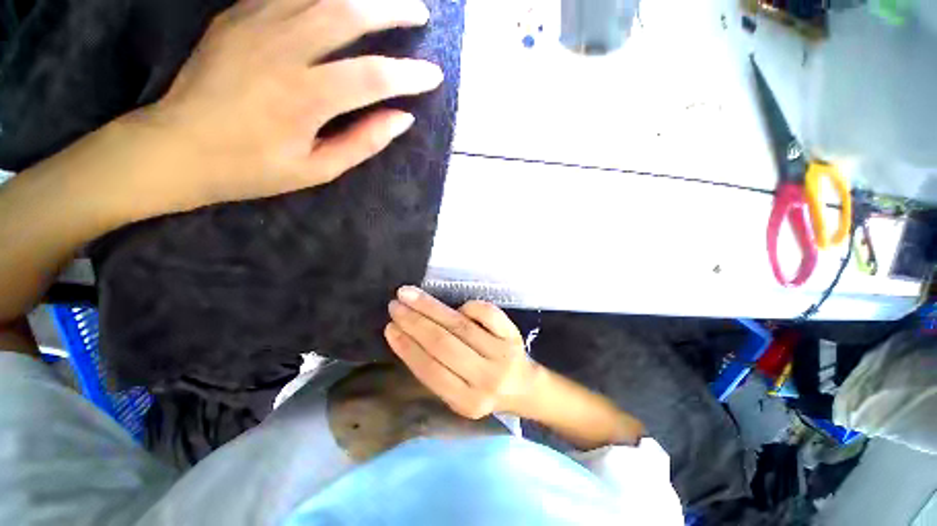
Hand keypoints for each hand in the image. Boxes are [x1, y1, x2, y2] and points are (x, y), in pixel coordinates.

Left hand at [118, 0, 442, 214]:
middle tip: (419, 14)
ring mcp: (256, 24)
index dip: (409, 75)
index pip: (374, 78)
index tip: (434, 75)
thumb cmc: (252, 168)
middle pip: (349, 12)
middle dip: (392, 9)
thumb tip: (403, 119)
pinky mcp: (238, 15)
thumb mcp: (317, 170)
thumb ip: (363, 142)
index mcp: (305, 98)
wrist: (176, 147)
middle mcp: (283, 49)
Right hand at [384, 286, 536, 419]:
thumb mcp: (458, 395)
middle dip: (415, 322)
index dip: (407, 347)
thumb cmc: (484, 390)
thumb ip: (437, 373)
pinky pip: (487, 313)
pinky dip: (469, 306)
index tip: (390, 327)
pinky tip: (457, 306)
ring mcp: (501, 354)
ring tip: (410, 295)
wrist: (524, 387)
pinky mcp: (513, 335)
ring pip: (460, 326)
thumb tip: (409, 336)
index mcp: (467, 401)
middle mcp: (485, 378)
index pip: (430, 370)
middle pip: (443, 344)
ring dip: (432, 308)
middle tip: (395, 305)